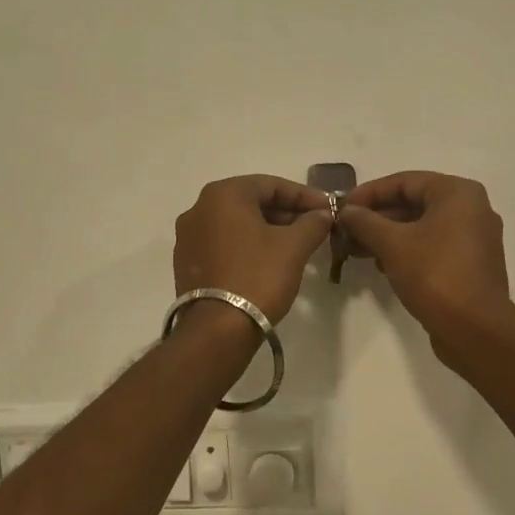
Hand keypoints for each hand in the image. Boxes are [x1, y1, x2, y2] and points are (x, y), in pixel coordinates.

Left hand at [173, 175, 333, 323]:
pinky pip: (224, 243)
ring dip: (269, 230)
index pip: (271, 185)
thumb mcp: (293, 247)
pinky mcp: (187, 263)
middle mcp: (199, 208)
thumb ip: (312, 223)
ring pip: (237, 224)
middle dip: (286, 213)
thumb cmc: (257, 277)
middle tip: (315, 227)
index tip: (328, 209)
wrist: (217, 330)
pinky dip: (248, 246)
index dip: (304, 196)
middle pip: (252, 202)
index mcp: (222, 195)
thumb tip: (323, 215)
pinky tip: (270, 261)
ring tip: (297, 245)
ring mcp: (189, 237)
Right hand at [338, 172, 514, 356]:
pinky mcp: (471, 264)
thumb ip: (365, 222)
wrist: (476, 331)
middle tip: (345, 231)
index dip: (369, 193)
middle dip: (376, 217)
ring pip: (422, 226)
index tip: (342, 208)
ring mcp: (474, 238)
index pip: (404, 181)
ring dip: (388, 235)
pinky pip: (433, 246)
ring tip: (356, 250)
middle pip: (414, 202)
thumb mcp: (393, 244)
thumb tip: (346, 211)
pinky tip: (382, 265)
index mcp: (458, 193)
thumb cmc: (435, 275)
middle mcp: (471, 209)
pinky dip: (407, 250)